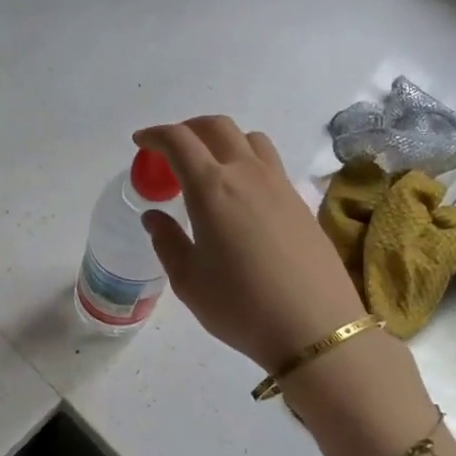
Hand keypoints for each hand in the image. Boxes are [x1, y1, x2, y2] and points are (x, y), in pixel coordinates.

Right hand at [134, 117, 367, 371]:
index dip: (155, 136)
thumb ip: (167, 241)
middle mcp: (246, 173)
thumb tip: (154, 216)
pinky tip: (240, 194)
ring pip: (248, 138)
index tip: (141, 142)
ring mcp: (279, 184)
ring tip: (208, 166)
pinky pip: (269, 162)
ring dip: (221, 140)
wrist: (315, 327)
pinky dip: (246, 160)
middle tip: (170, 150)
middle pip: (216, 127)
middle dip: (187, 129)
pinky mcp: (300, 200)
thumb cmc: (240, 306)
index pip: (179, 141)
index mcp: (211, 188)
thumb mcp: (189, 280)